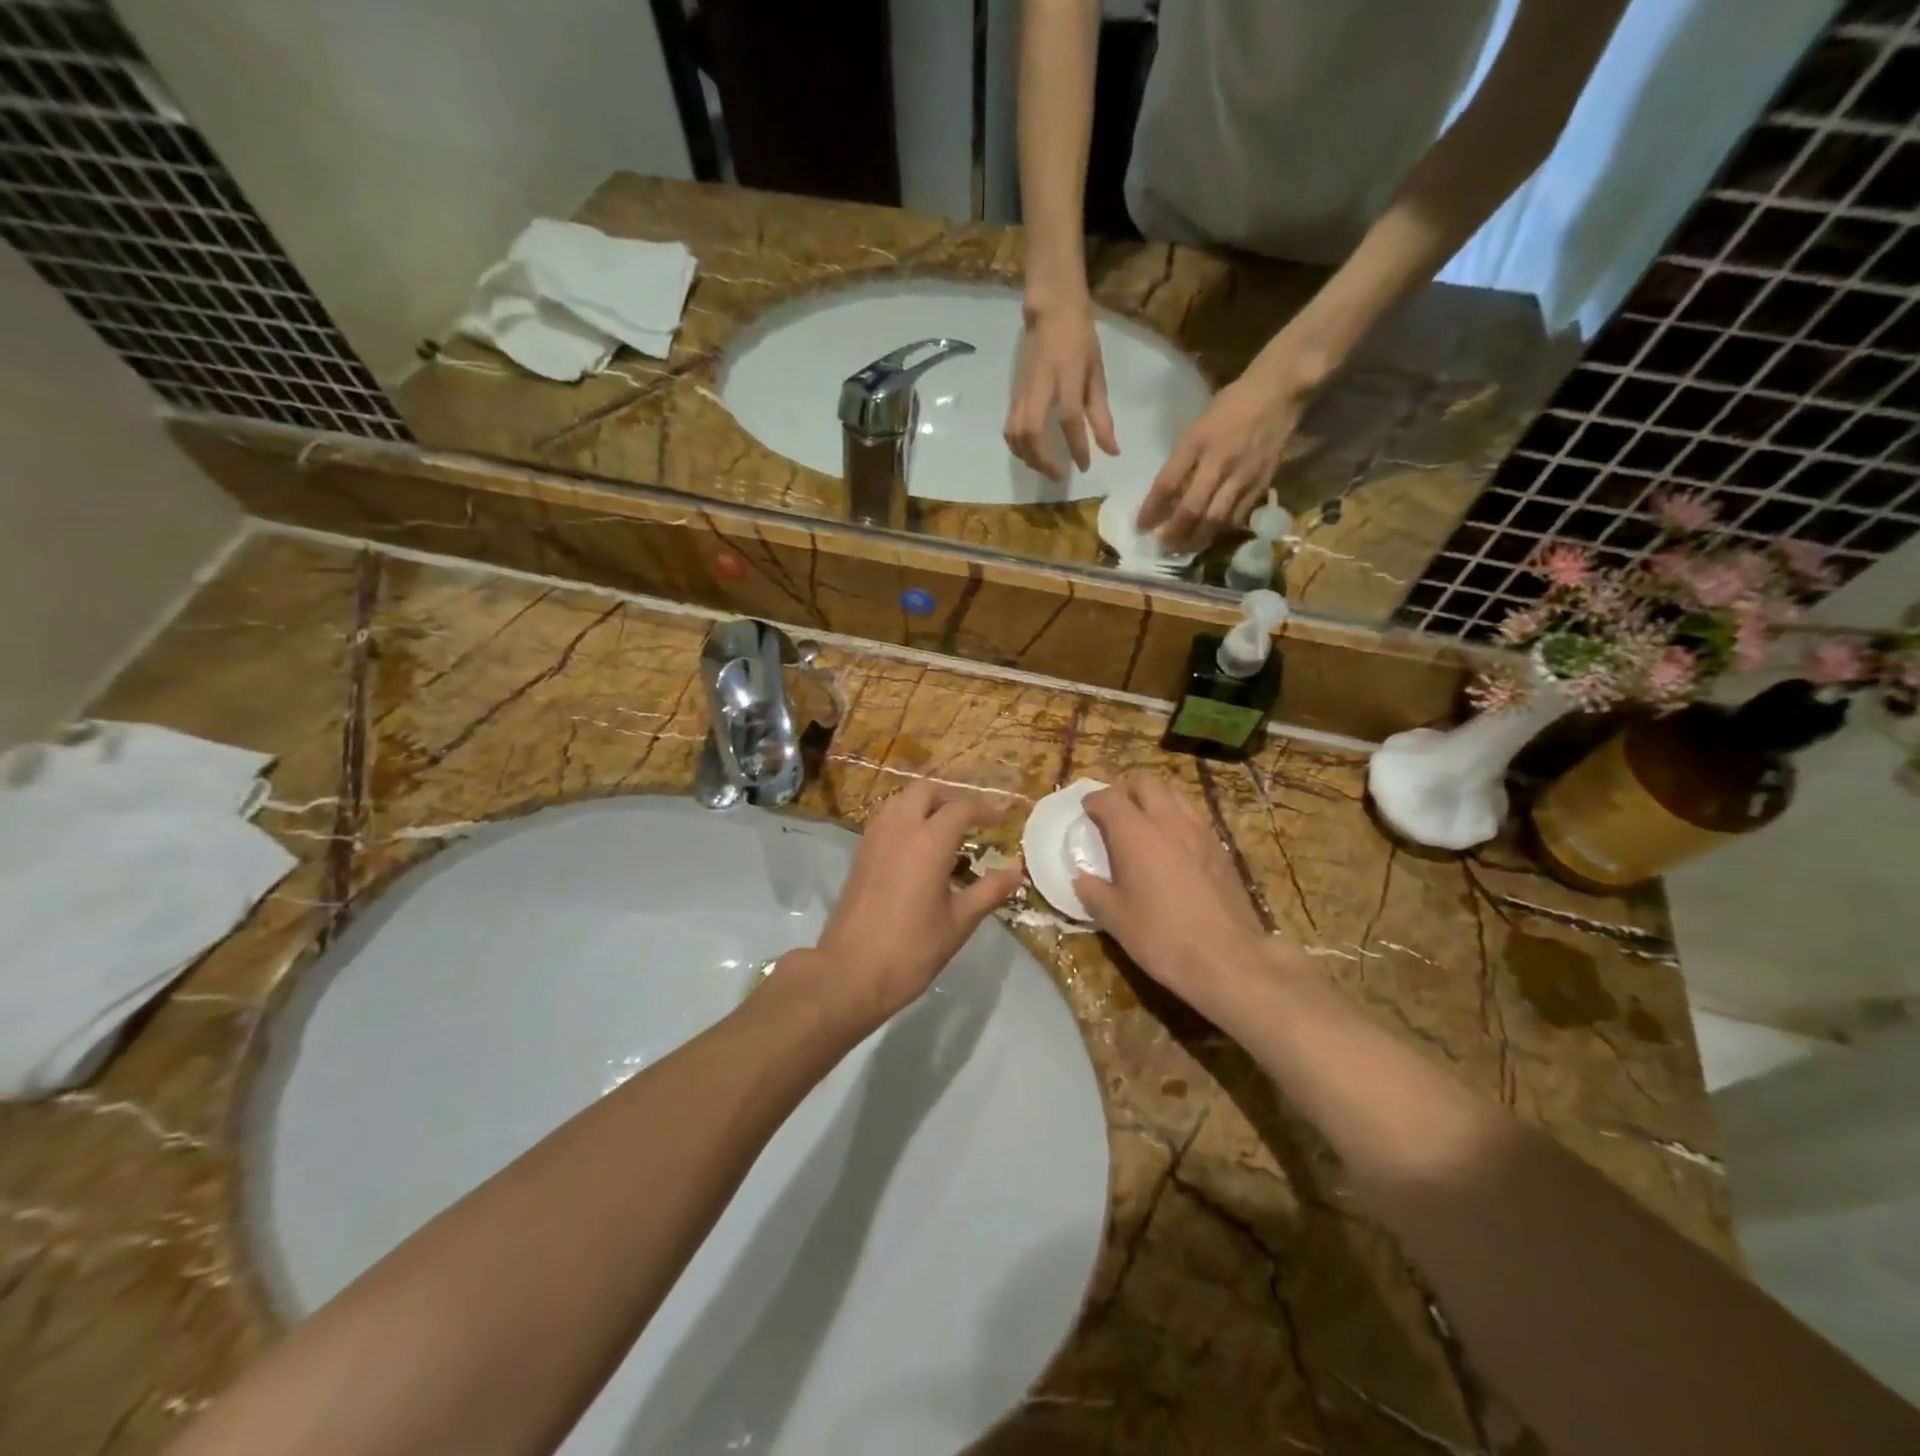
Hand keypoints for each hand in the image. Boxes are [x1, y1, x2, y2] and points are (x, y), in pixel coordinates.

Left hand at [794, 782, 1023, 1028]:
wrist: (849, 973)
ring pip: (901, 800)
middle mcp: (899, 829)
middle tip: (972, 819)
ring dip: (926, 804)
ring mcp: (874, 839)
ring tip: (946, 829)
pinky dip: (906, 817)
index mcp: (928, 842)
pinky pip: (886, 818)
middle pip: (926, 791)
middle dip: (951, 797)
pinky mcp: (859, 853)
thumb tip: (1016, 871)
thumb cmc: (911, 950)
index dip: (984, 810)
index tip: (1001, 820)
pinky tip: (918, 847)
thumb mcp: (959, 923)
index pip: (961, 809)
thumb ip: (989, 891)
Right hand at [1004, 294, 1118, 481]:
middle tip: (1060, 476)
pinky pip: (1009, 429)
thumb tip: (1111, 451)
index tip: (1084, 467)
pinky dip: (1018, 448)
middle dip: (1045, 460)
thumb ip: (1102, 414)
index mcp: (1066, 376)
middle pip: (1033, 432)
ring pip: (1017, 434)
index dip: (1077, 446)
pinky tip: (1031, 456)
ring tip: (1045, 469)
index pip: (1069, 418)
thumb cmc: (1079, 340)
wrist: (1049, 310)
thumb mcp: (1096, 373)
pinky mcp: (1012, 396)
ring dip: (1030, 458)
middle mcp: (1040, 386)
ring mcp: (1022, 392)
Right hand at [1072, 775, 1269, 1011]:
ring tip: (1145, 826)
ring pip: (1174, 795)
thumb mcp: (1115, 919)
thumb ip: (1093, 892)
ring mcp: (1200, 831)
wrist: (1227, 958)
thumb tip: (1082, 878)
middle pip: (1145, 783)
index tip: (1086, 812)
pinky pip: (1194, 817)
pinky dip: (1177, 819)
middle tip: (1116, 815)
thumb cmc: (1161, 936)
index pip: (1109, 798)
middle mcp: (1168, 821)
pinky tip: (1174, 847)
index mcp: (1135, 833)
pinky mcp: (1221, 847)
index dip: (1093, 801)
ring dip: (1155, 801)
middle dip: (1126, 791)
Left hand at [1137, 375, 1308, 550]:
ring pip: (1215, 518)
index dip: (1151, 509)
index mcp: (1196, 442)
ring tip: (1184, 549)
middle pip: (1191, 508)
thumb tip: (1166, 494)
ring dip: (1197, 538)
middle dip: (1174, 532)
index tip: (1141, 527)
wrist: (1277, 392)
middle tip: (1163, 547)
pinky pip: (1238, 515)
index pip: (1167, 484)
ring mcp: (1241, 475)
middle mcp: (1218, 461)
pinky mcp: (1261, 483)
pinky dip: (1221, 530)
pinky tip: (1211, 536)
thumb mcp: (1197, 427)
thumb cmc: (1230, 406)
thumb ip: (1182, 460)